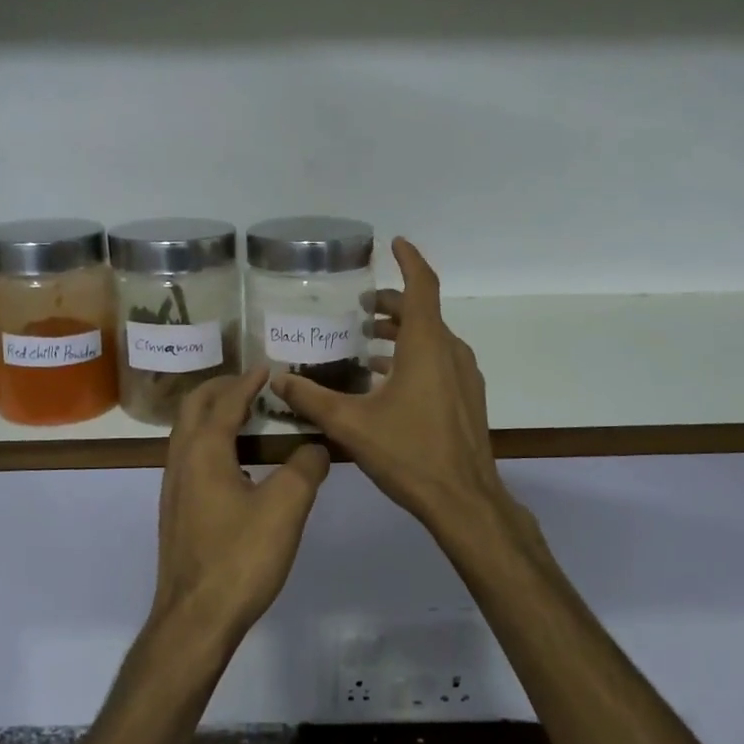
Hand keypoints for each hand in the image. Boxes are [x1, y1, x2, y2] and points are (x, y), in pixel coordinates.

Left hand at [151, 367, 330, 645]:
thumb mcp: (285, 509)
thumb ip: (305, 469)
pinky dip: (211, 442)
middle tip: (253, 385)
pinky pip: (191, 458)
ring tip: (248, 418)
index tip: (268, 368)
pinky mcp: (176, 512)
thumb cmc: (240, 558)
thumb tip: (317, 446)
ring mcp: (173, 488)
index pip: (224, 401)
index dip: (248, 382)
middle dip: (221, 389)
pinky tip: (238, 465)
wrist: (195, 618)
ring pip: (188, 434)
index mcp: (204, 451)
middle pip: (194, 408)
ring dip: (213, 415)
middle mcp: (180, 461)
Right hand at [270, 238, 507, 530]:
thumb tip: (276, 377)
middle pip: (423, 312)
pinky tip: (388, 380)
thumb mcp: (351, 425)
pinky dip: (414, 356)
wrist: (464, 500)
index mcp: (426, 346)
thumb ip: (311, 398)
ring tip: (369, 341)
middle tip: (362, 306)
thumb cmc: (409, 454)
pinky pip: (440, 361)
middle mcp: (450, 352)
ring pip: (432, 338)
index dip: (409, 260)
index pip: (421, 286)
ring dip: (402, 332)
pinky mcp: (467, 398)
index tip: (394, 242)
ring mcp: (464, 376)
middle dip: (393, 303)